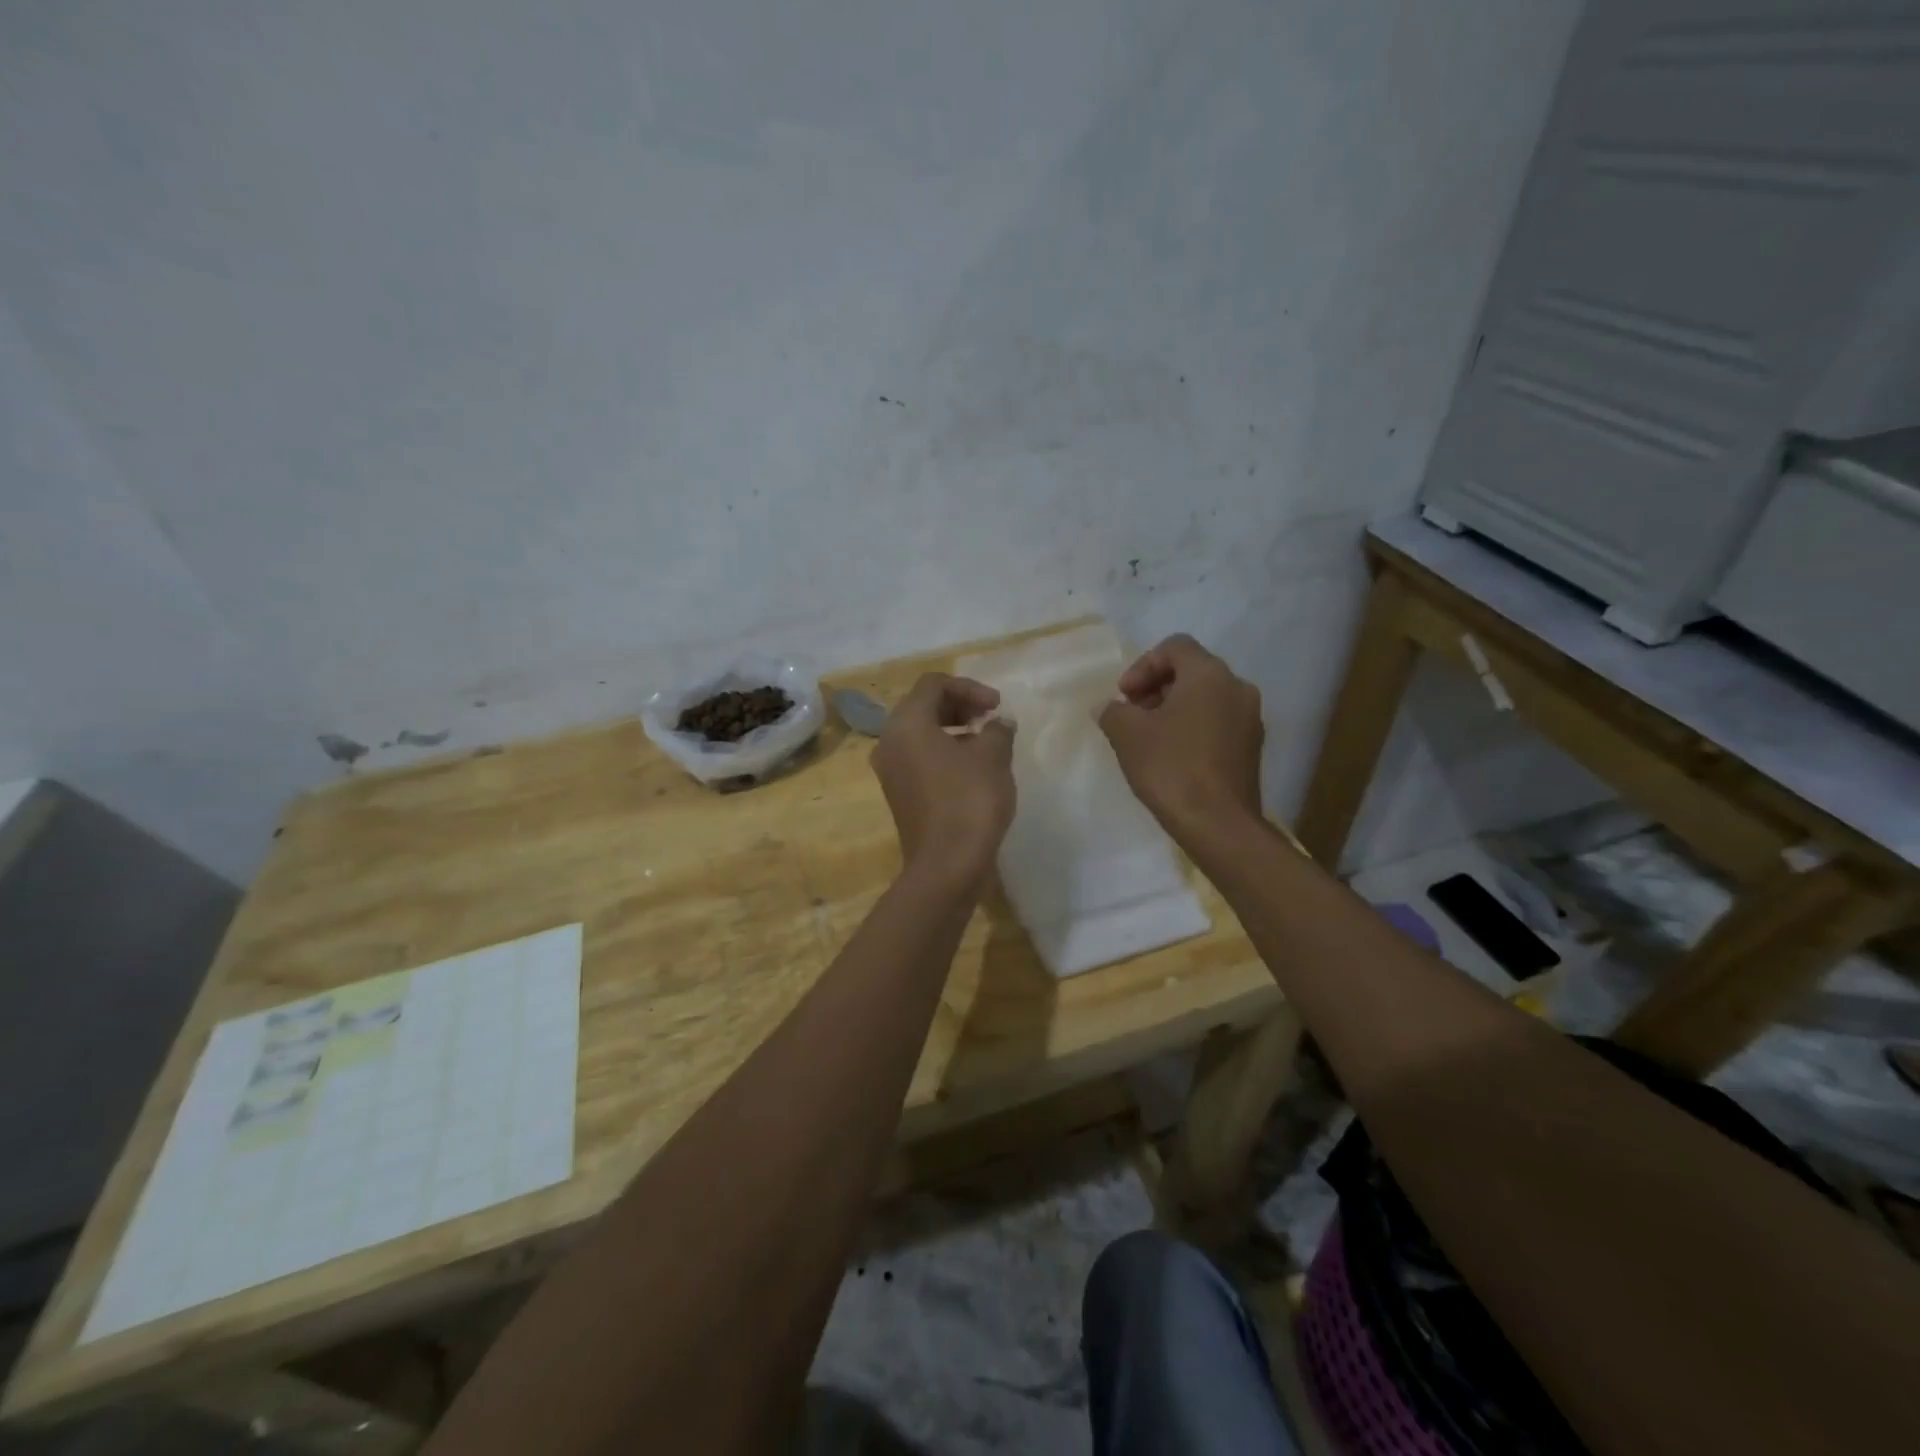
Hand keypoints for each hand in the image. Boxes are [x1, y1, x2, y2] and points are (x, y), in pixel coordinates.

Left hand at [873, 673, 1015, 886]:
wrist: (947, 866)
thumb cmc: (969, 801)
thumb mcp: (993, 756)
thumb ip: (997, 729)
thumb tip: (998, 724)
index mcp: (906, 723)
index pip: (933, 684)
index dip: (969, 688)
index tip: (996, 707)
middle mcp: (889, 742)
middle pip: (923, 706)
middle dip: (960, 706)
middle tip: (991, 719)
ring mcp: (891, 771)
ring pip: (921, 734)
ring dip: (954, 730)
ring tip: (987, 743)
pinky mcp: (899, 794)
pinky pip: (920, 759)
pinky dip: (945, 753)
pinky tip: (973, 769)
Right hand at [1098, 634, 1263, 839]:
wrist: (1218, 824)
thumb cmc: (1171, 768)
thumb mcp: (1127, 734)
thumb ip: (1113, 711)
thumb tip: (1108, 708)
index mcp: (1209, 674)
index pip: (1174, 647)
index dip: (1142, 665)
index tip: (1124, 696)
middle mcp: (1237, 687)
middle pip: (1192, 670)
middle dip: (1156, 687)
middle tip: (1132, 713)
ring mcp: (1250, 718)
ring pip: (1206, 697)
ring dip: (1175, 708)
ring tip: (1149, 737)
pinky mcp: (1252, 747)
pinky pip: (1218, 722)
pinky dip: (1193, 727)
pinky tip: (1173, 755)